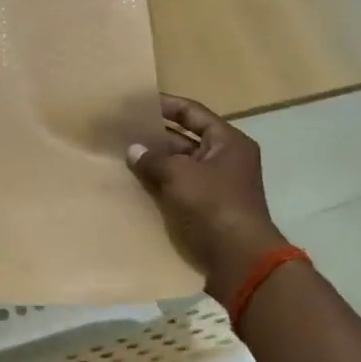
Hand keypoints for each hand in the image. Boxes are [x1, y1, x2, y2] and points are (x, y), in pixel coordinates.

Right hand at [126, 93, 286, 303]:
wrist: (239, 259)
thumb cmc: (214, 205)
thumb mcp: (180, 174)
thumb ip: (153, 158)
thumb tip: (132, 149)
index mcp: (228, 142)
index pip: (193, 113)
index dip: (165, 105)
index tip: (137, 102)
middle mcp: (224, 159)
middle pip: (185, 138)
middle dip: (154, 136)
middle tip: (122, 130)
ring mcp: (215, 185)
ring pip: (179, 165)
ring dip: (154, 161)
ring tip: (121, 155)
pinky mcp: (205, 208)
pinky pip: (177, 187)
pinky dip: (158, 184)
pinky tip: (133, 182)